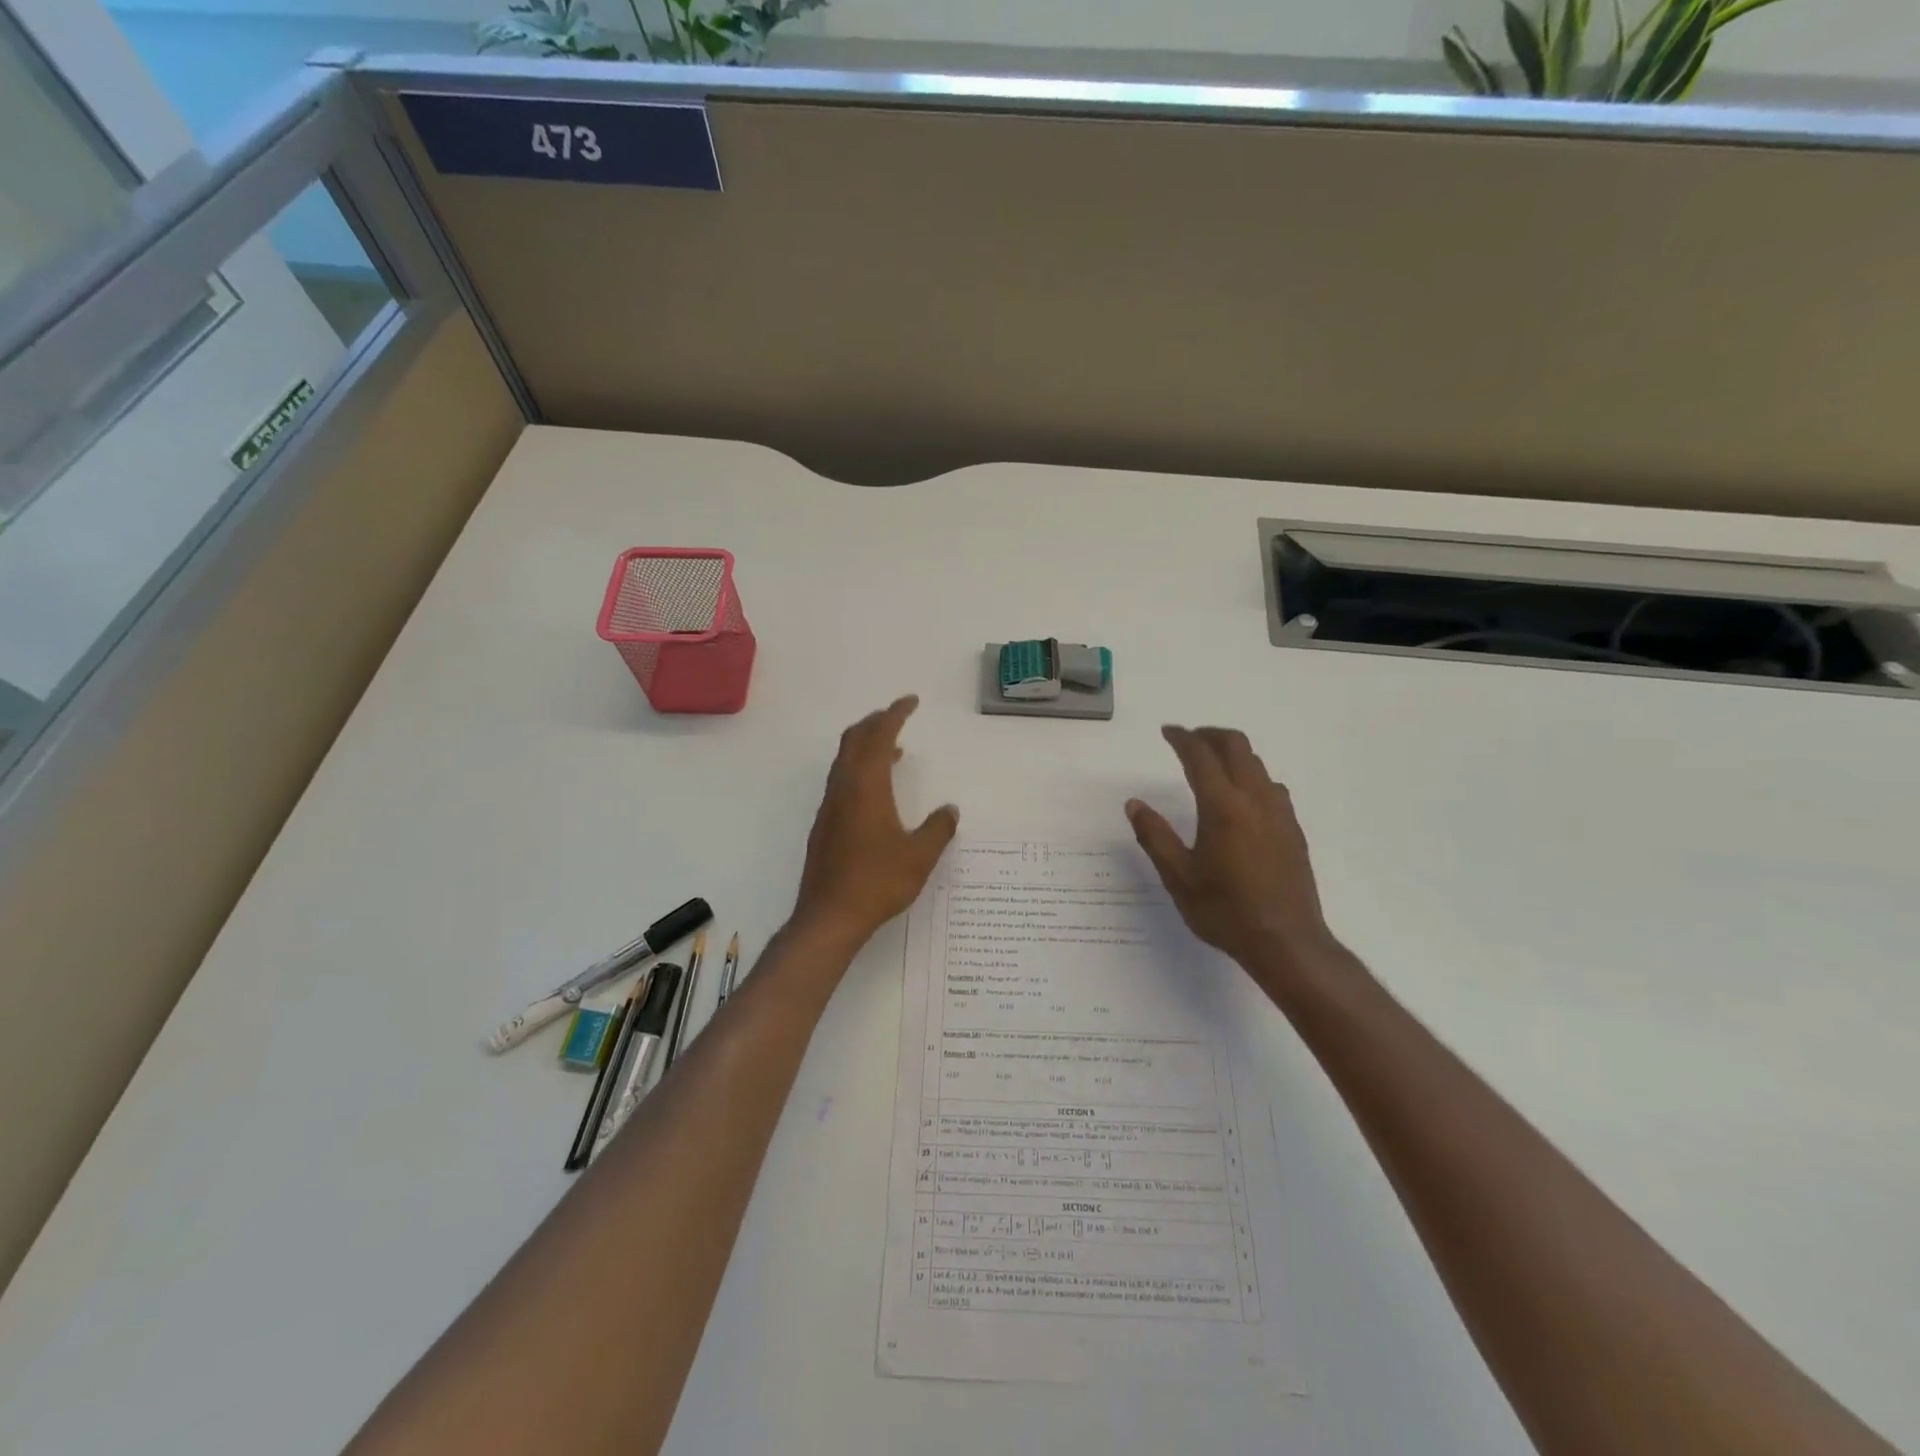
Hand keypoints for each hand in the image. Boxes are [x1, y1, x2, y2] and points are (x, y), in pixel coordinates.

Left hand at [794, 696, 958, 945]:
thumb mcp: (920, 856)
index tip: (910, 701)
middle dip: (875, 722)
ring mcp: (830, 807)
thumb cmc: (878, 882)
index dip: (895, 714)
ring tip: (893, 750)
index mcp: (866, 786)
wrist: (830, 916)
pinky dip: (859, 769)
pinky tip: (876, 793)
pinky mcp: (824, 825)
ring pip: (844, 761)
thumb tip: (950, 810)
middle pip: (854, 740)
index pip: (879, 736)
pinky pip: (842, 781)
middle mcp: (843, 788)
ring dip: (866, 746)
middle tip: (897, 717)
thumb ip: (938, 829)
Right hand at [1126, 726, 1343, 996]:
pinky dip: (1251, 775)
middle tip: (1188, 740)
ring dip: (1232, 754)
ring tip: (1211, 765)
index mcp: (1223, 807)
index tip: (1167, 732)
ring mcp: (1279, 813)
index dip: (1182, 738)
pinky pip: (1271, 786)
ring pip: (1257, 764)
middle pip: (1236, 747)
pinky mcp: (1293, 829)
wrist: (1286, 942)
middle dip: (1210, 735)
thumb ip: (1154, 836)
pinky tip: (1240, 798)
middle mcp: (1255, 800)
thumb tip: (1134, 804)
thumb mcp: (1178, 877)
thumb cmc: (1225, 911)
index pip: (1200, 757)